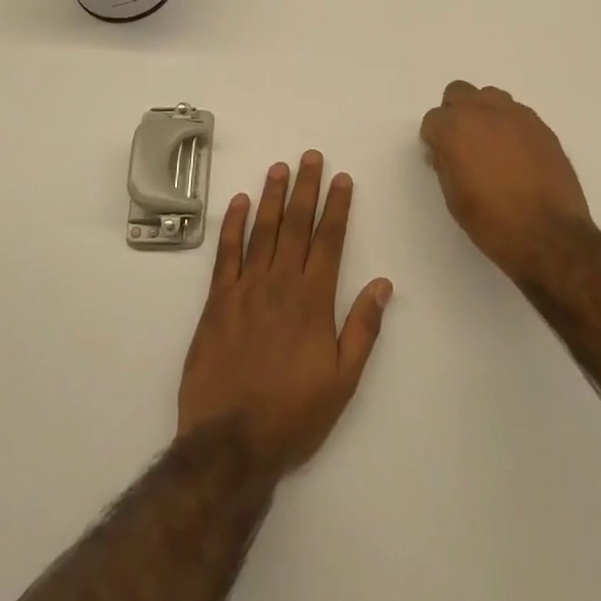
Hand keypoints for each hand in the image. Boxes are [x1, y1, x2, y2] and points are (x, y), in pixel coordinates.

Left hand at [177, 151, 392, 475]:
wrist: (230, 444)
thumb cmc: (293, 414)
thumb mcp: (343, 380)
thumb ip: (362, 328)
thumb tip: (383, 283)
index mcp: (313, 300)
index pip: (329, 240)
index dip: (337, 206)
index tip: (341, 178)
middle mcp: (281, 284)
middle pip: (296, 224)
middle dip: (305, 188)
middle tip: (310, 156)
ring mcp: (246, 289)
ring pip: (262, 231)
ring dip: (272, 196)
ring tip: (279, 167)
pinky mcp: (217, 302)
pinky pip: (226, 254)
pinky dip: (233, 226)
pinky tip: (239, 203)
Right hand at [419, 81, 594, 281]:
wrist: (548, 234)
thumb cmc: (491, 221)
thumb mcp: (454, 197)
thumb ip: (445, 164)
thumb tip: (445, 151)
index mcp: (455, 128)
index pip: (433, 118)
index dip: (434, 138)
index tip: (440, 156)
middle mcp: (484, 111)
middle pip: (459, 92)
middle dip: (455, 112)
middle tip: (461, 142)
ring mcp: (516, 115)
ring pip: (491, 97)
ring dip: (485, 113)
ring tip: (492, 145)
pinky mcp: (541, 126)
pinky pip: (518, 114)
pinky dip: (510, 126)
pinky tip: (517, 155)